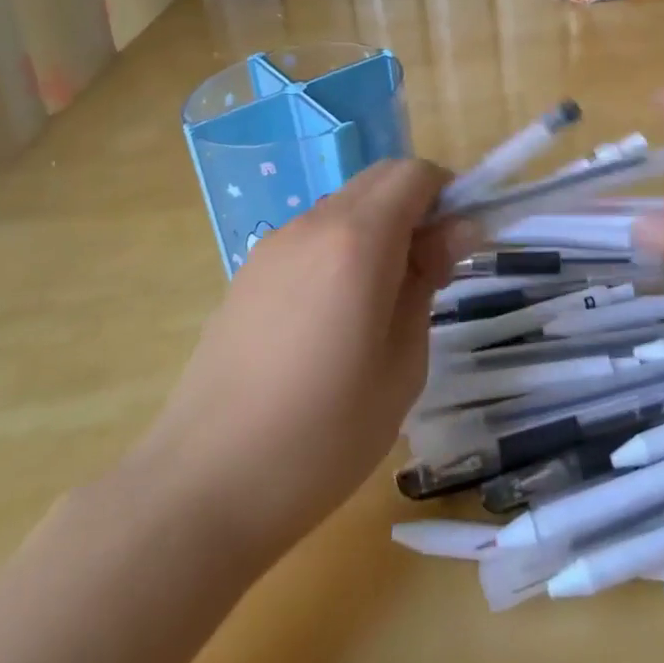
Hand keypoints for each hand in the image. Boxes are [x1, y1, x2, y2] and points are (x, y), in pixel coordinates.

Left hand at [128, 159, 460, 569]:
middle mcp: (313, 225)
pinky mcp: (248, 273)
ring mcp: (274, 246)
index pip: (414, 174)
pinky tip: (334, 317)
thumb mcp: (403, 362)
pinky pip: (311, 236)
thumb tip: (457, 229)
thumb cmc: (324, 435)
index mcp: (357, 240)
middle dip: (416, 205)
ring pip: (344, 206)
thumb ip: (428, 280)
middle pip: (379, 179)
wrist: (203, 488)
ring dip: (378, 227)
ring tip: (382, 300)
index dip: (448, 194)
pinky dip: (341, 248)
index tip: (460, 243)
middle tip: (431, 269)